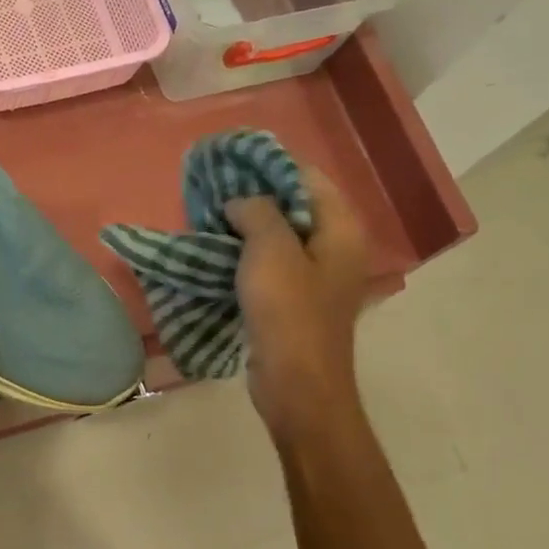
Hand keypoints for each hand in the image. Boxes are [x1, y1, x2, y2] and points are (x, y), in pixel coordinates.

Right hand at [226, 168, 371, 442]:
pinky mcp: (296, 298)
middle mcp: (334, 246)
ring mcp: (316, 275)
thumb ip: (257, 212)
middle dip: (254, 194)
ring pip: (279, 234)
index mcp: (340, 229)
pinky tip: (217, 250)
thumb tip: (241, 203)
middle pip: (294, 204)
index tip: (230, 162)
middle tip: (213, 190)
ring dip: (246, 224)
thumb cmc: (289, 314)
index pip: (307, 176)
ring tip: (208, 216)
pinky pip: (271, 262)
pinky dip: (246, 252)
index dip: (270, 165)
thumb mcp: (270, 251)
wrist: (297, 386)